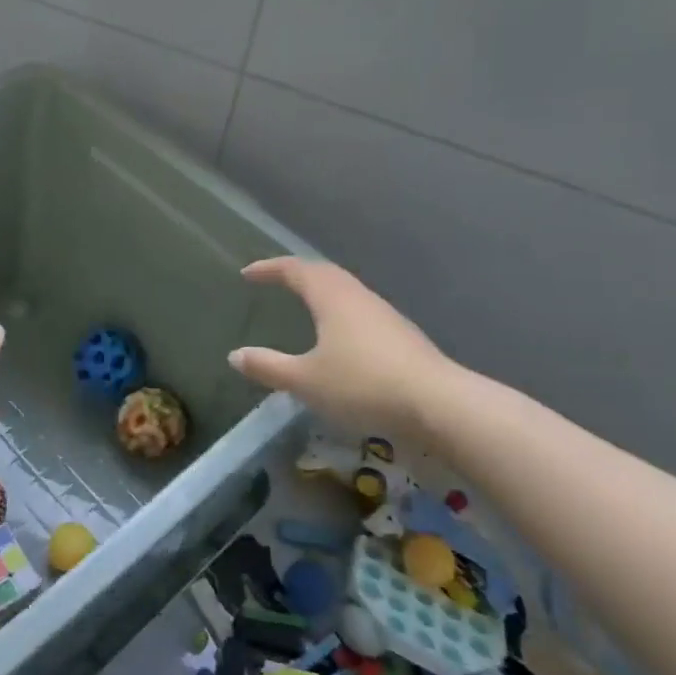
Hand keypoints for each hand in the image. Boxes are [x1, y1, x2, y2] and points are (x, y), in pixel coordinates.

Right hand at [227, 258, 453, 435]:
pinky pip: (361, 311)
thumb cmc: (363, 385)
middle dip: (296, 274)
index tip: (247, 274)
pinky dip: (340, 312)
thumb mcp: (306, 380)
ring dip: (321, 292)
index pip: (295, 270)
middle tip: (275, 281)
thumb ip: (268, 366)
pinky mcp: (402, 336)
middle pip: (324, 274)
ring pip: (346, 291)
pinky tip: (339, 336)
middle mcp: (358, 297)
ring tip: (305, 304)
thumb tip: (235, 356)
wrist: (440, 405)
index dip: (269, 269)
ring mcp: (385, 315)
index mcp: (332, 297)